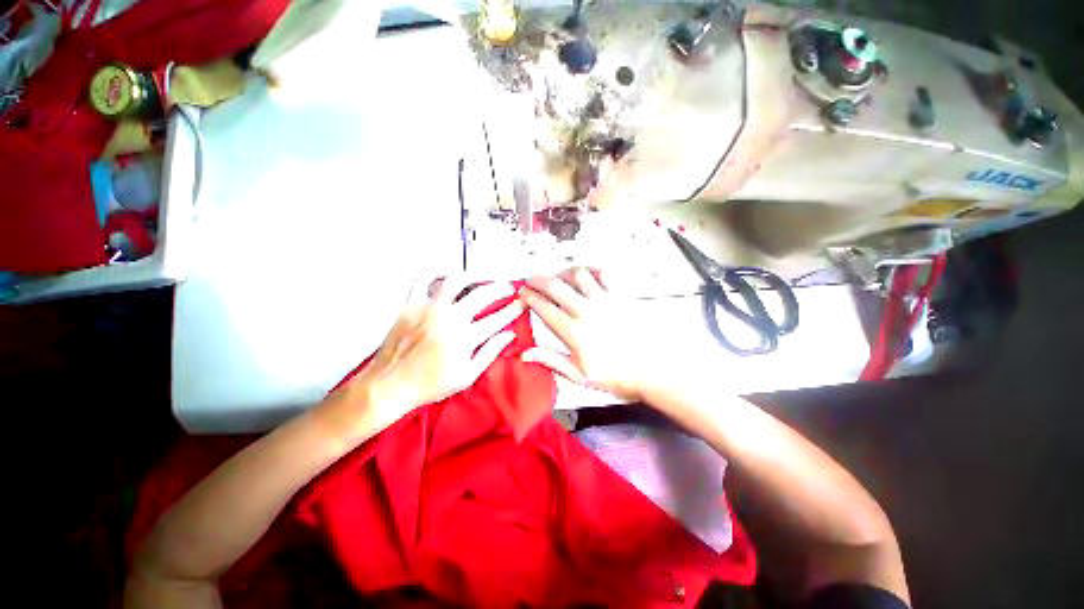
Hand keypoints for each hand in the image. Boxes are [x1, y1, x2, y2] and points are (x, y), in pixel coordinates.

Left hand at [331, 274, 524, 434]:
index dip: (514, 309)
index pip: (498, 318)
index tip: (522, 303)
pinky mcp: (410, 305)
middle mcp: (449, 319)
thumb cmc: (429, 385)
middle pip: (483, 294)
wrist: (389, 385)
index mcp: (465, 338)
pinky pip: (422, 279)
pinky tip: (446, 275)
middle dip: (501, 288)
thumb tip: (509, 335)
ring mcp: (428, 309)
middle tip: (508, 287)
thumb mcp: (466, 377)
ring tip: (482, 277)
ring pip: (456, 280)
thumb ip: (490, 353)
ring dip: (474, 275)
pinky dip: (436, 273)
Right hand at [519, 268, 661, 401]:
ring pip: (578, 275)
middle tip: (530, 279)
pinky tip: (586, 274)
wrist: (651, 370)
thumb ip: (551, 360)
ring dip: (563, 272)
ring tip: (556, 276)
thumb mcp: (579, 375)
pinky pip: (604, 274)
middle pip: (556, 286)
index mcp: (574, 332)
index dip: (530, 297)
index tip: (522, 293)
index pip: (544, 308)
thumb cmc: (615, 375)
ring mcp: (605, 300)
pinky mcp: (621, 296)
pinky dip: (592, 270)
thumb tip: (525, 353)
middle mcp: (586, 311)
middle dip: (538, 280)